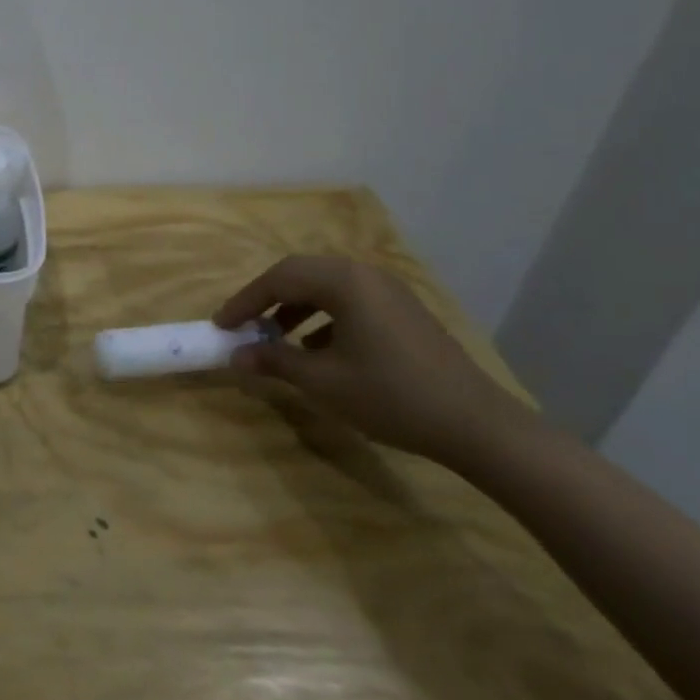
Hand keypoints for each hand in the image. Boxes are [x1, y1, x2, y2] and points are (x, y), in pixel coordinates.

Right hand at [214, 255, 532, 468]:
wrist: (478, 426)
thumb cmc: (392, 396)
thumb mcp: (323, 382)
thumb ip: (274, 362)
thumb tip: (235, 355)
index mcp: (343, 281)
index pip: (278, 279)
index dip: (244, 301)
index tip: (221, 325)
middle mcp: (365, 274)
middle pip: (301, 274)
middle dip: (267, 299)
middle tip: (244, 324)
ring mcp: (389, 291)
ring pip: (326, 287)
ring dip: (294, 307)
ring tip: (276, 337)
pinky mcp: (404, 311)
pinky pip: (350, 301)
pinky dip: (324, 316)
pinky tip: (319, 349)